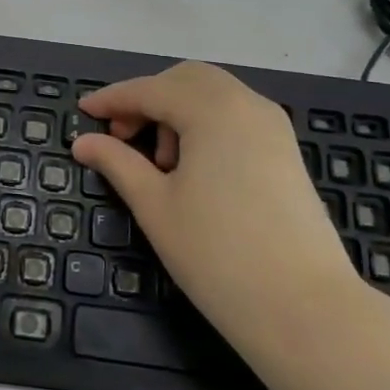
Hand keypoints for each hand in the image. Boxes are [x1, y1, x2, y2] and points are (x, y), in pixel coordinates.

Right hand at [71, 62, 370, 371]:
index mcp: (212, 109)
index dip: (113, 99)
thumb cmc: (218, 255)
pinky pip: (236, 115)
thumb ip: (117, 163)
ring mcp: (273, 126)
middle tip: (122, 137)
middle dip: (148, 99)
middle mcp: (246, 103)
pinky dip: (205, 124)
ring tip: (160, 164)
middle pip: (186, 80)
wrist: (306, 310)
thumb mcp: (155, 206)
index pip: (151, 90)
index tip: (83, 113)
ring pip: (213, 95)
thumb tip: (83, 142)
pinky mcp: (286, 150)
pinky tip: (194, 168)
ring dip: (177, 111)